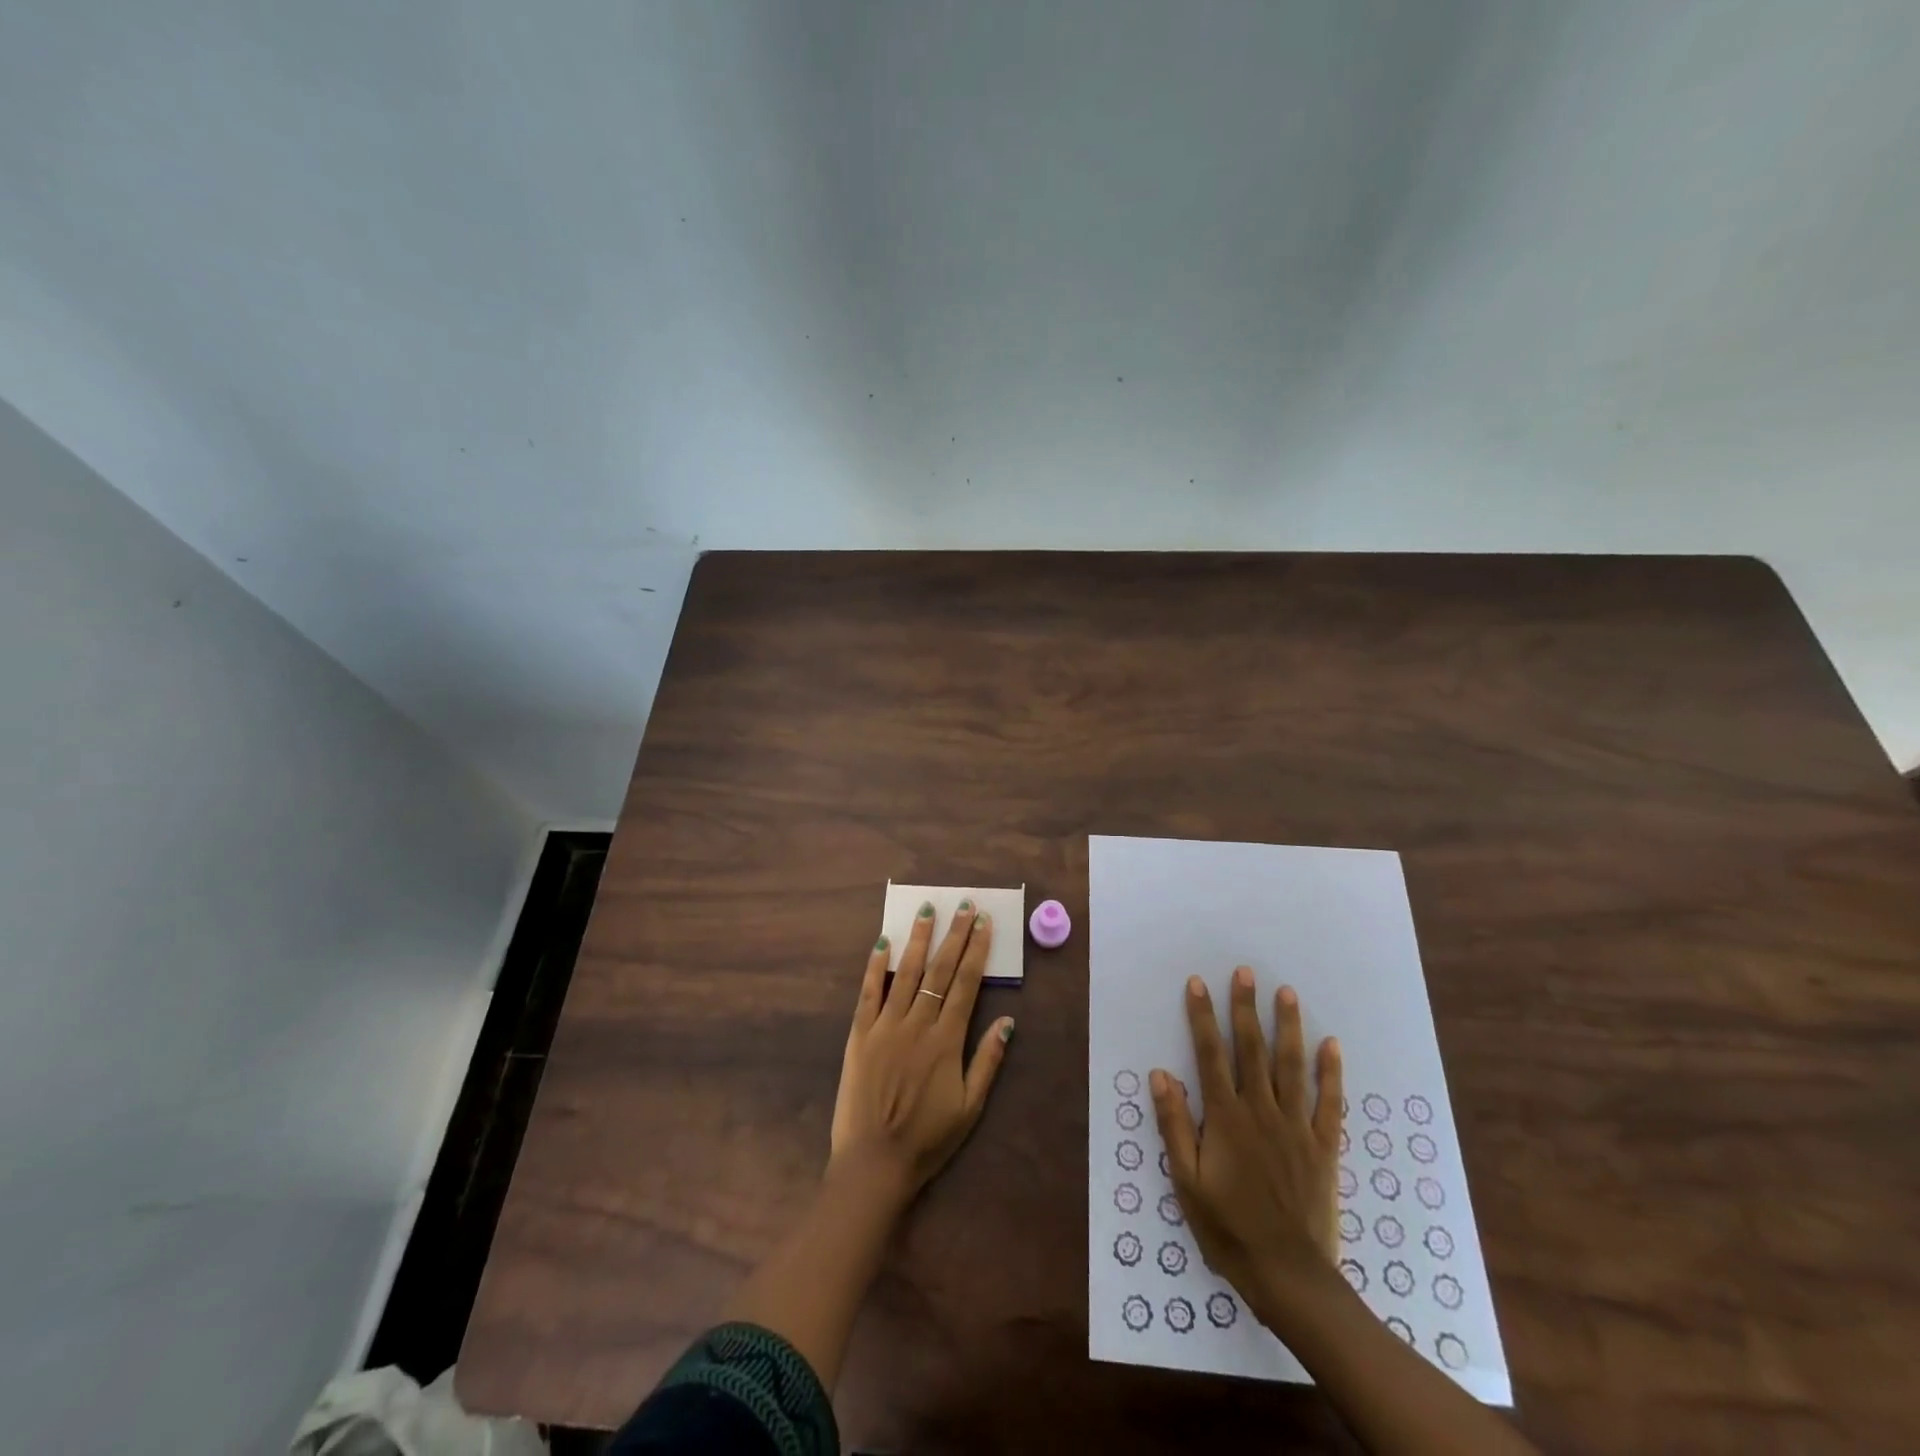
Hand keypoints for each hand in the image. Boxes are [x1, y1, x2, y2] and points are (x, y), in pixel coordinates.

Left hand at [829, 900, 1014, 1203]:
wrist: (874, 1163)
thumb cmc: (928, 1139)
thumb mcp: (970, 1107)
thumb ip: (988, 1061)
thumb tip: (1008, 1021)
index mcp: (946, 1040)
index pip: (966, 984)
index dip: (977, 950)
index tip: (984, 923)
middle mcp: (918, 1024)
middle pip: (940, 970)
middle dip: (955, 935)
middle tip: (964, 904)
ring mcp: (885, 1026)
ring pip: (906, 973)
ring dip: (919, 939)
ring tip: (927, 910)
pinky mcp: (859, 1035)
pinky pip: (868, 993)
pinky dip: (876, 966)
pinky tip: (883, 942)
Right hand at [1151, 966, 1343, 1319]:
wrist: (1289, 1276)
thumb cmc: (1228, 1228)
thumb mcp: (1187, 1180)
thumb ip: (1175, 1124)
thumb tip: (1160, 1074)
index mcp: (1225, 1117)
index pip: (1210, 1054)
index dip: (1202, 1017)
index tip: (1198, 983)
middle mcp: (1260, 1110)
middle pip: (1251, 1049)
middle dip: (1245, 1008)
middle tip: (1246, 972)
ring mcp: (1296, 1126)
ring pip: (1290, 1065)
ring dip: (1287, 1026)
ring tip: (1287, 993)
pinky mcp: (1323, 1147)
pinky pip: (1328, 1102)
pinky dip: (1330, 1072)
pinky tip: (1331, 1044)